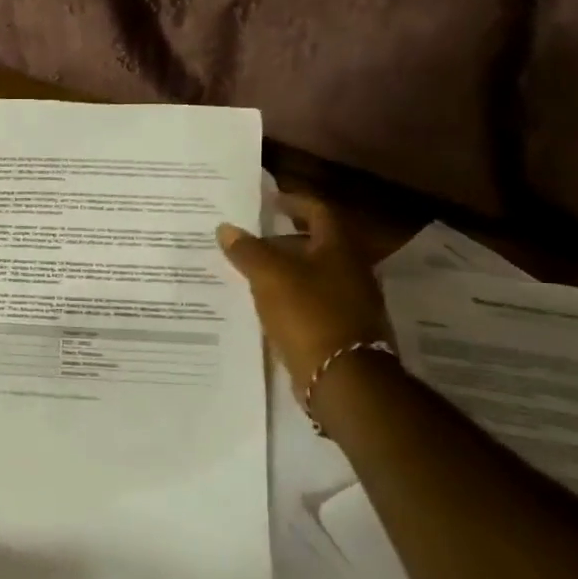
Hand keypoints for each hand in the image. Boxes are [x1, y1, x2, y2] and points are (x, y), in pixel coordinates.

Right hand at [216, 194, 392, 407]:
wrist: (343, 377)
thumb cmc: (308, 314)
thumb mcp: (270, 276)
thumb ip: (247, 251)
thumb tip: (226, 228)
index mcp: (339, 249)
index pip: (318, 211)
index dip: (294, 202)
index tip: (269, 201)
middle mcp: (351, 271)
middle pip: (316, 245)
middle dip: (283, 241)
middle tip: (250, 240)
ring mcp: (350, 303)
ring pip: (312, 277)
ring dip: (284, 272)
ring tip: (250, 274)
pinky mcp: (341, 331)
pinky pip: (311, 305)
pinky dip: (289, 300)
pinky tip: (265, 308)